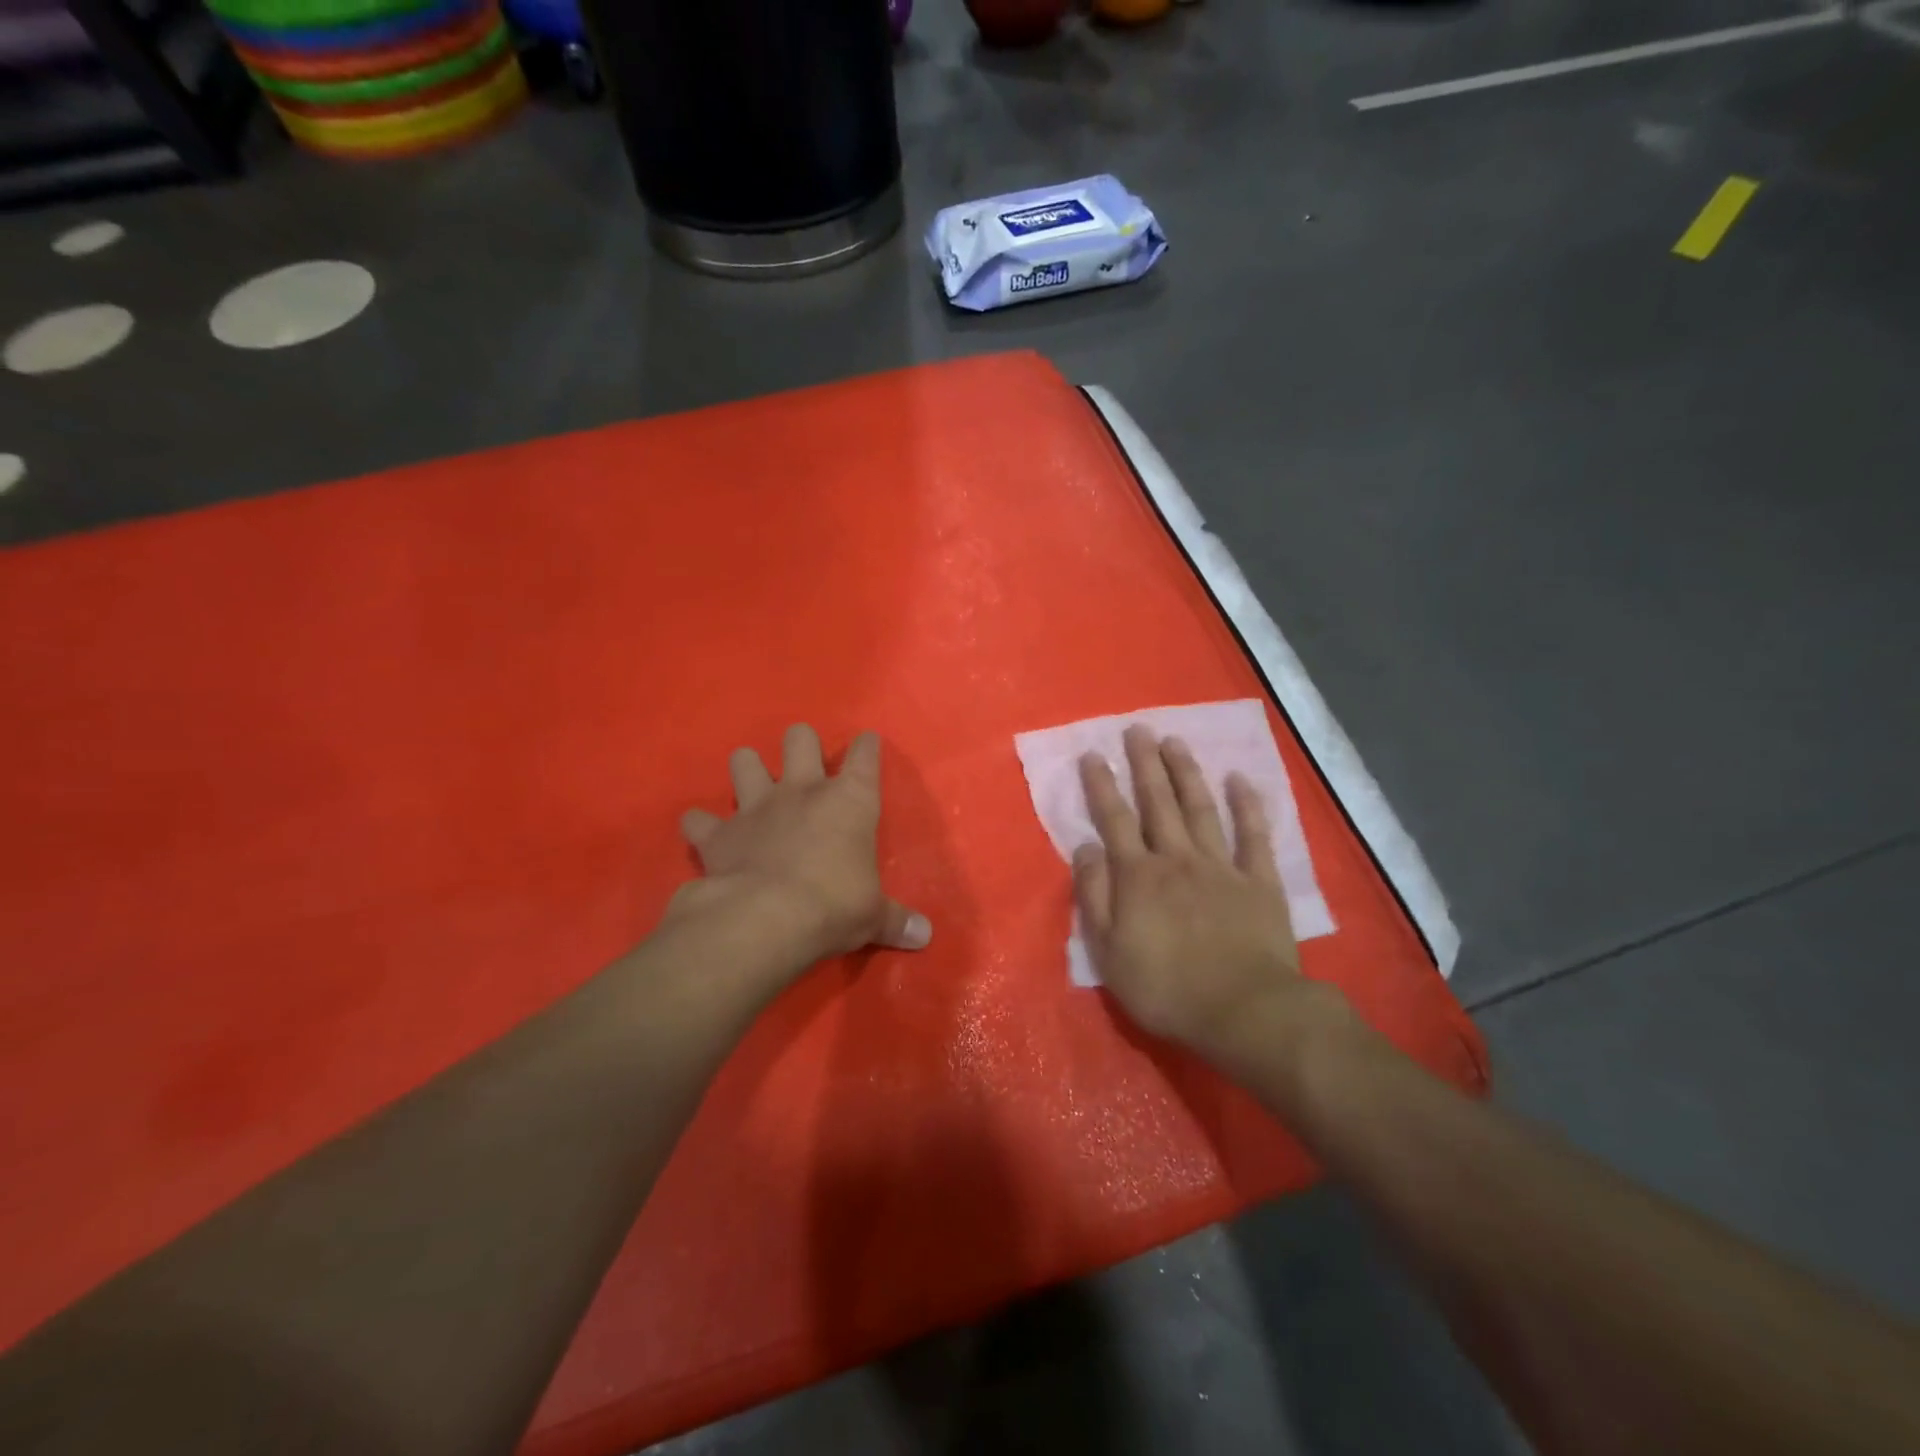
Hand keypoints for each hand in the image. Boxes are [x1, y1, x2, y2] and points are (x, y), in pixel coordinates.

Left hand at [676, 724, 930, 965]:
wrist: (767, 919)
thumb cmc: (835, 906)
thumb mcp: (873, 916)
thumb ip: (896, 920)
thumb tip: (925, 936)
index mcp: (849, 801)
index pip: (864, 755)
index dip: (866, 746)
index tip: (867, 744)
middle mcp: (801, 791)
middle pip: (799, 738)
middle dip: (801, 745)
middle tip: (804, 767)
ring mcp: (755, 807)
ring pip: (743, 761)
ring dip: (747, 770)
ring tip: (752, 788)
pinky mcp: (718, 834)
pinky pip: (697, 819)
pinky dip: (700, 825)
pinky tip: (704, 833)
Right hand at [1074, 726, 1317, 1064]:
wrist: (1242, 1010)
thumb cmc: (1165, 986)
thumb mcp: (1108, 950)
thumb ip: (1094, 894)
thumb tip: (1085, 847)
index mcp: (1138, 876)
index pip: (1114, 820)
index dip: (1102, 786)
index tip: (1092, 754)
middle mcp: (1177, 859)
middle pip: (1157, 803)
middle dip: (1144, 763)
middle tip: (1137, 728)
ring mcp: (1221, 866)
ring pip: (1200, 809)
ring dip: (1186, 773)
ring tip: (1174, 741)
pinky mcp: (1259, 881)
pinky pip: (1253, 836)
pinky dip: (1247, 806)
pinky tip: (1239, 780)